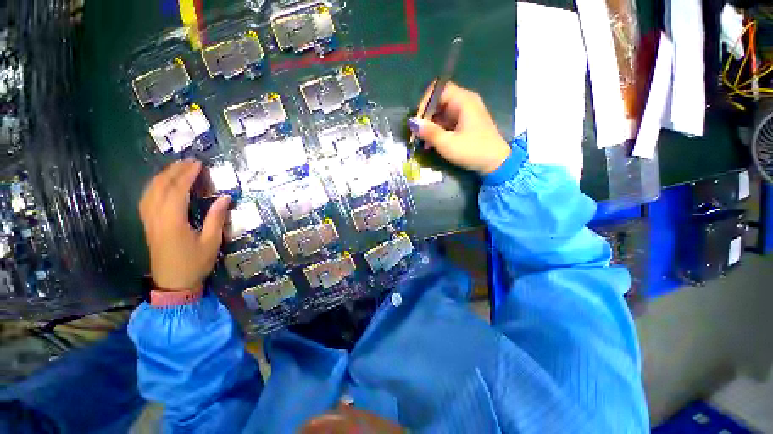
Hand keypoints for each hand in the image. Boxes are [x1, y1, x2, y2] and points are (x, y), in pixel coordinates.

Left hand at [138, 160, 230, 290]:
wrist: (173, 284)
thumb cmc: (195, 263)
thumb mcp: (211, 242)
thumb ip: (216, 218)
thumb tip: (225, 198)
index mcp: (172, 221)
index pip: (177, 191)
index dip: (187, 175)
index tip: (198, 164)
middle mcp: (156, 217)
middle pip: (160, 187)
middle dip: (174, 171)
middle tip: (189, 161)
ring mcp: (149, 221)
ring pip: (150, 192)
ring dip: (162, 177)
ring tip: (176, 168)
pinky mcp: (148, 226)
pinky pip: (146, 200)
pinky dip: (154, 187)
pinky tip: (161, 185)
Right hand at [409, 82, 509, 174]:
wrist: (496, 164)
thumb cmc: (472, 151)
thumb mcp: (447, 144)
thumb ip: (429, 132)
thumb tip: (411, 122)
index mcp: (463, 101)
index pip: (438, 89)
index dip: (425, 102)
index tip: (417, 121)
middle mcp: (465, 102)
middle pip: (439, 101)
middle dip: (426, 117)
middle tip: (417, 134)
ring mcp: (466, 113)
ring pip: (442, 113)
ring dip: (430, 126)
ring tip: (422, 142)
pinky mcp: (466, 124)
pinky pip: (448, 122)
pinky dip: (438, 131)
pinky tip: (431, 144)